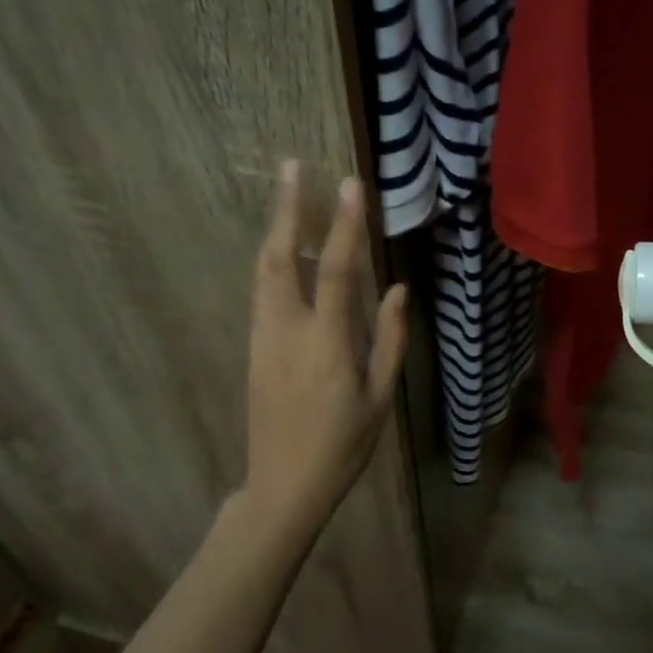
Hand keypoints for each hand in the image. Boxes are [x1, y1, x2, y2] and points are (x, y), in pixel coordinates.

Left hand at [244, 161, 407, 531]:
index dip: (345, 226)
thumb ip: (391, 340)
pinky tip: (284, 247)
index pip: (337, 271)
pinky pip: (262, 291)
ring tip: (287, 194)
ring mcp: (263, 337)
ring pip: (264, 271)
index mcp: (327, 345)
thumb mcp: (381, 398)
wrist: (283, 485)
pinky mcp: (253, 347)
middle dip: (287, 209)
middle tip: (292, 167)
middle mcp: (287, 331)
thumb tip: (398, 290)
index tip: (349, 185)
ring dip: (276, 229)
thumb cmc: (343, 445)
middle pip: (281, 258)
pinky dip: (273, 259)